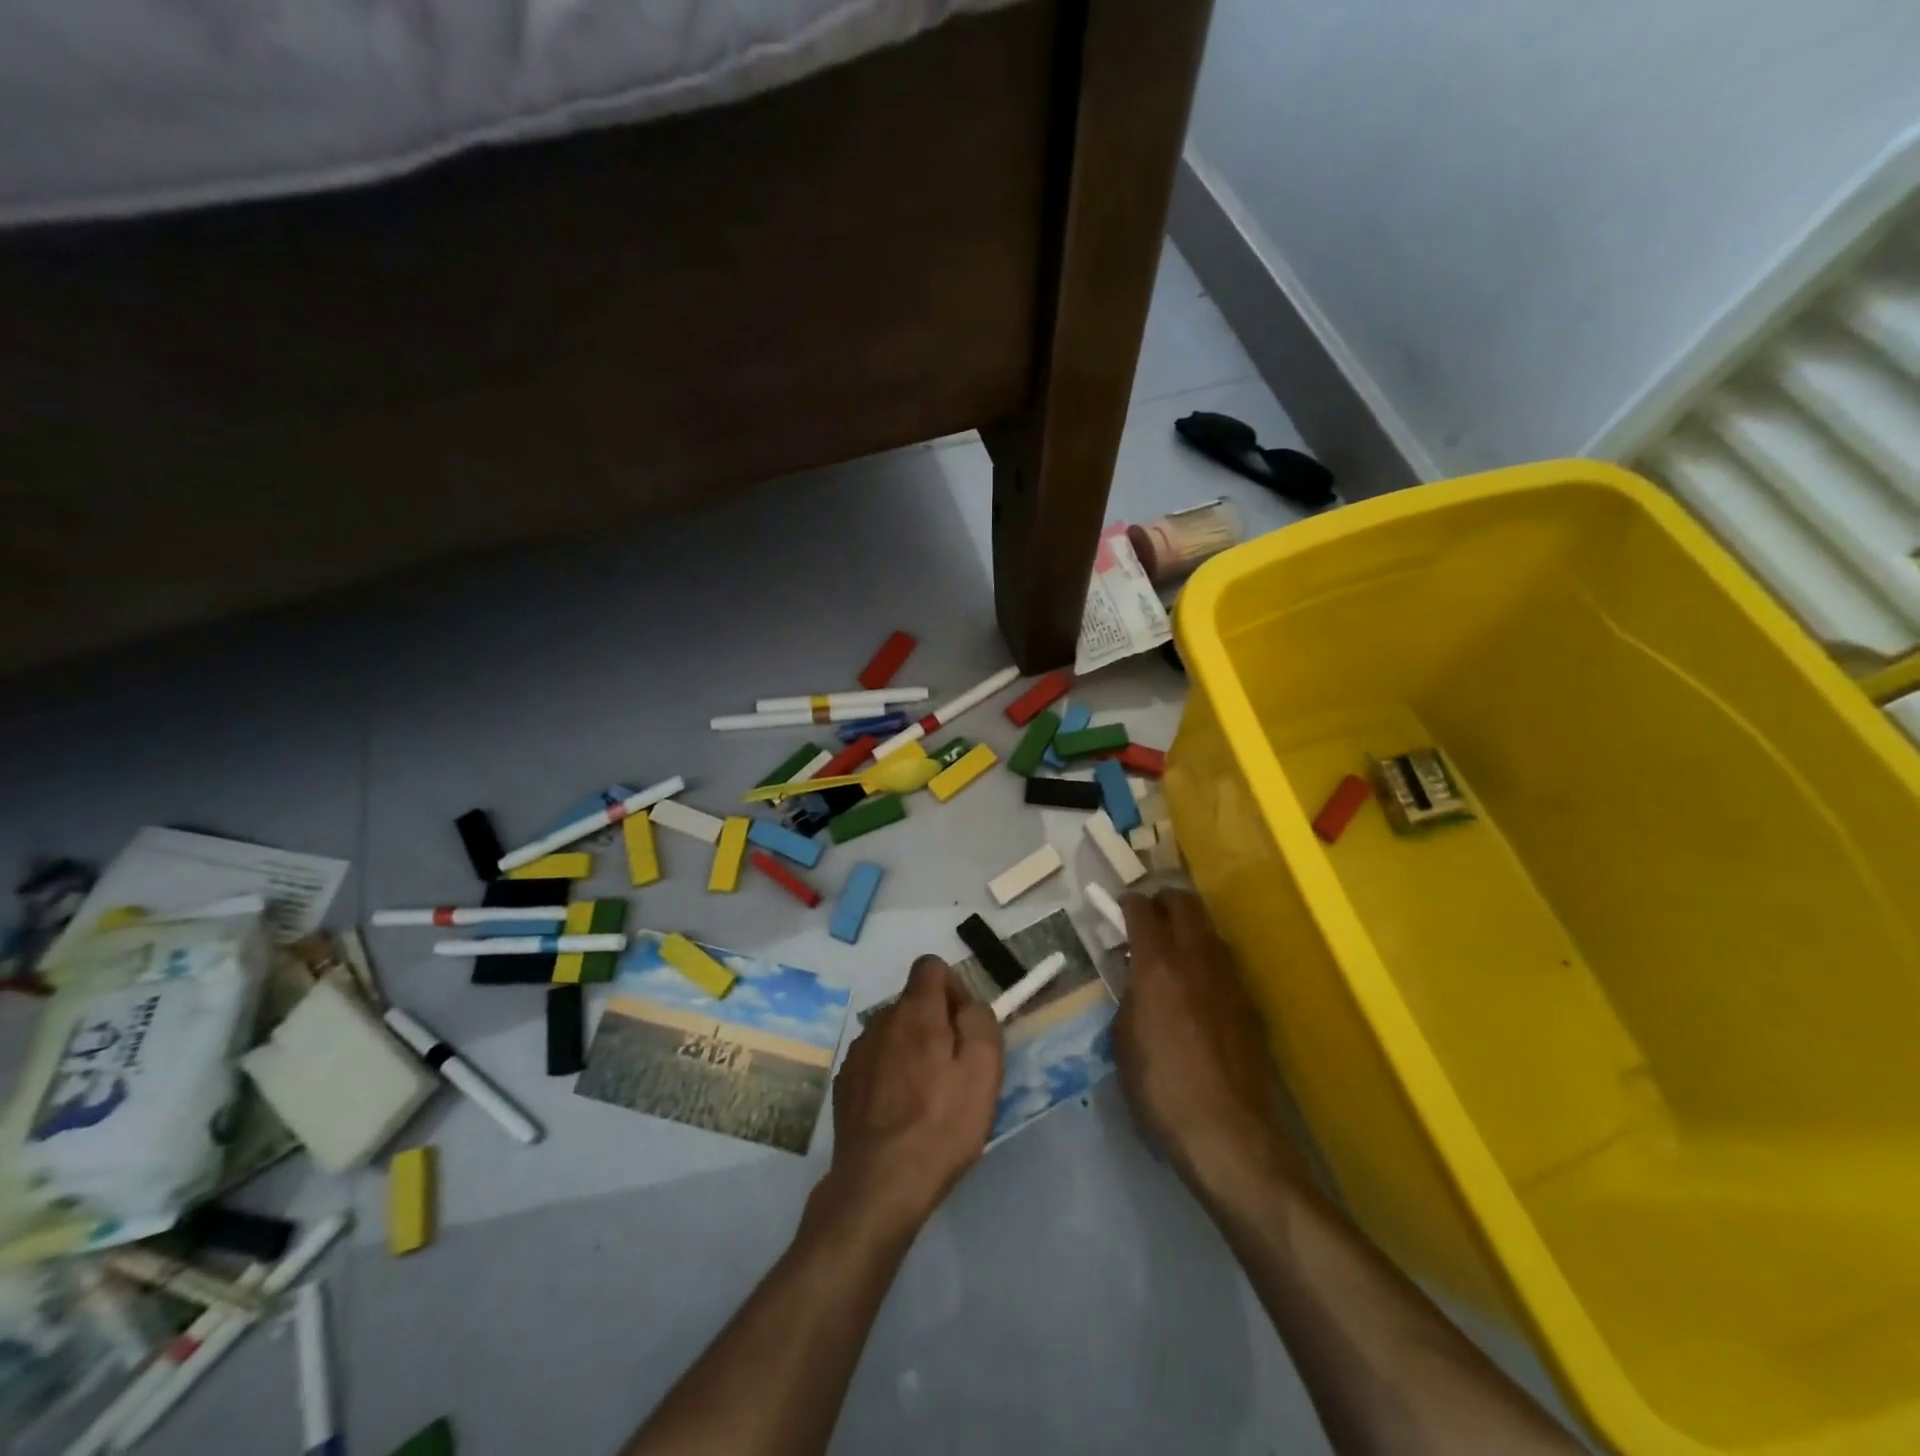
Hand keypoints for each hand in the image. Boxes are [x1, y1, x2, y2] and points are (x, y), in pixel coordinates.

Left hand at [818, 956, 1003, 1239]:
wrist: (879, 1185)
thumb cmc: (941, 1125)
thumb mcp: (984, 1071)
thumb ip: (980, 1022)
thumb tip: (968, 1005)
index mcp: (915, 1011)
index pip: (931, 966)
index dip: (953, 988)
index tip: (964, 1026)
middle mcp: (881, 1020)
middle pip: (914, 1002)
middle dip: (936, 1023)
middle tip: (954, 1070)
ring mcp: (858, 1052)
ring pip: (894, 1033)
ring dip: (912, 1050)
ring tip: (927, 1097)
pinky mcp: (844, 1083)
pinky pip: (876, 1061)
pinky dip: (890, 1074)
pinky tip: (900, 1113)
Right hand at [1114, 890, 1299, 1196]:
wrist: (1226, 1132)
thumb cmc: (1159, 1087)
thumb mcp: (1123, 1039)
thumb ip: (1130, 996)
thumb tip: (1137, 980)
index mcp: (1157, 964)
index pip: (1142, 909)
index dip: (1128, 904)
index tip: (1120, 910)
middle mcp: (1197, 959)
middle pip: (1185, 903)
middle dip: (1164, 901)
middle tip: (1150, 918)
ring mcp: (1230, 979)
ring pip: (1211, 931)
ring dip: (1191, 931)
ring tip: (1176, 955)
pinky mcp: (1251, 1005)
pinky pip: (1227, 967)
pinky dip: (1210, 965)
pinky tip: (1202, 995)